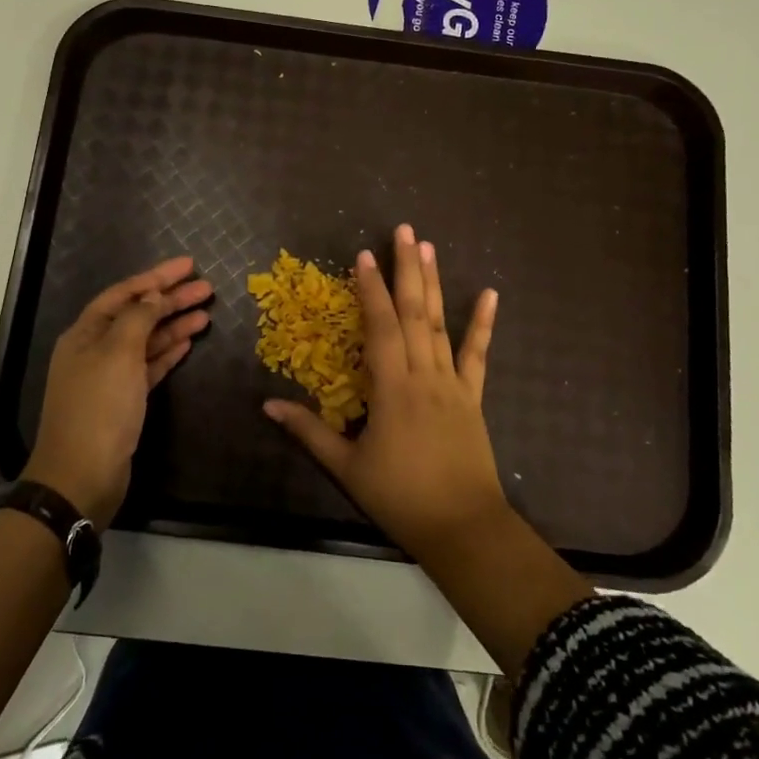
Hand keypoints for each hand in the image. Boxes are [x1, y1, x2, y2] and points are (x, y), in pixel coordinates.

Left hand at [26, 257, 211, 527]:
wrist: (82, 476)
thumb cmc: (99, 408)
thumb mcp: (118, 354)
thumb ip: (138, 319)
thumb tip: (152, 296)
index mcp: (85, 333)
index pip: (124, 294)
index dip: (156, 277)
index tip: (189, 265)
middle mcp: (95, 349)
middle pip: (137, 315)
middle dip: (170, 300)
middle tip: (207, 288)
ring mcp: (109, 376)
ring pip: (146, 340)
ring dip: (174, 325)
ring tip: (206, 312)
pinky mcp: (124, 400)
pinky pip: (149, 365)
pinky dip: (168, 352)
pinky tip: (189, 341)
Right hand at [266, 224, 506, 559]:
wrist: (462, 527)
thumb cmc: (400, 497)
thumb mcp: (347, 468)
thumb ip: (308, 431)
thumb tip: (267, 404)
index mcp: (392, 388)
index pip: (380, 326)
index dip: (370, 289)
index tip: (363, 255)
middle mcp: (424, 375)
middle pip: (414, 312)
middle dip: (406, 269)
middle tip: (404, 231)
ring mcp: (452, 383)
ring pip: (442, 324)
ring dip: (435, 283)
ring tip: (429, 248)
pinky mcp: (473, 397)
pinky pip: (478, 355)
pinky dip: (484, 324)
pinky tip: (491, 294)